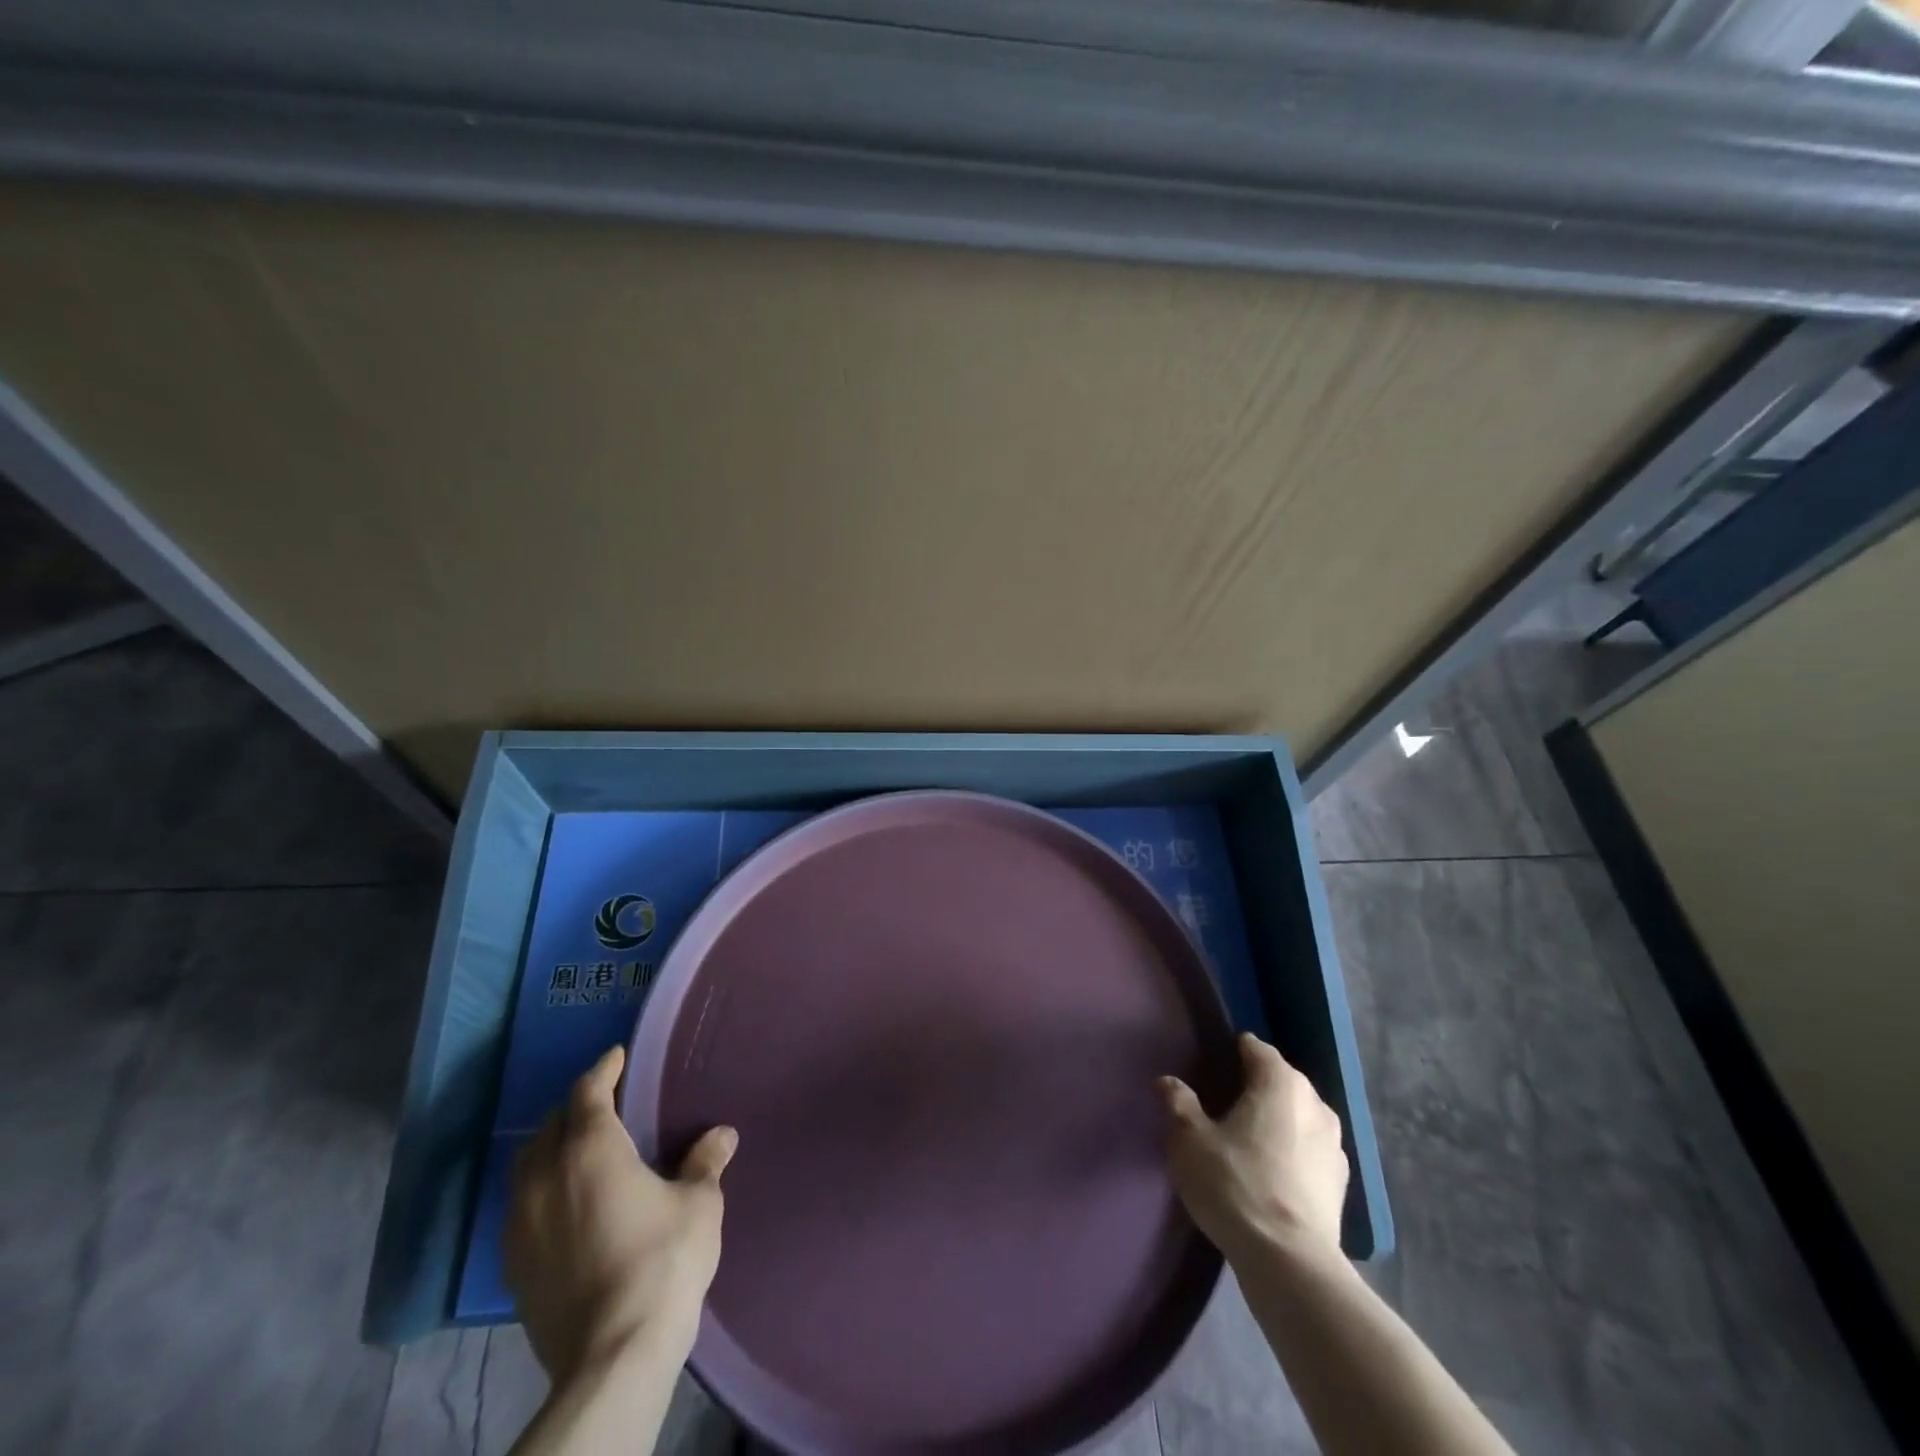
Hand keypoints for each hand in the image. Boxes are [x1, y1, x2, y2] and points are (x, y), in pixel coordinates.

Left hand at [505, 1045, 737, 1383]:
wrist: (612, 1357)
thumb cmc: (661, 1261)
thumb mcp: (698, 1205)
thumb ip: (705, 1163)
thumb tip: (722, 1135)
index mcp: (590, 1151)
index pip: (588, 1092)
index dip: (604, 1069)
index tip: (617, 1057)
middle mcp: (546, 1178)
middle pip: (550, 1125)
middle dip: (576, 1107)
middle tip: (606, 1103)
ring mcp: (521, 1224)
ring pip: (527, 1166)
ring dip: (552, 1147)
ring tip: (581, 1150)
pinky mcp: (513, 1266)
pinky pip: (521, 1206)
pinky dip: (541, 1189)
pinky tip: (566, 1204)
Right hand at [1160, 1032, 1348, 1262]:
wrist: (1289, 1263)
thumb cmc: (1235, 1184)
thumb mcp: (1190, 1140)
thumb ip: (1179, 1103)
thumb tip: (1168, 1081)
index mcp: (1280, 1082)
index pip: (1256, 1049)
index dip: (1234, 1052)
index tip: (1212, 1066)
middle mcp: (1315, 1103)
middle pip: (1281, 1080)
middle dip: (1256, 1086)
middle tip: (1224, 1104)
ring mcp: (1334, 1145)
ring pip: (1299, 1116)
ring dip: (1278, 1121)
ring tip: (1248, 1140)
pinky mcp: (1341, 1184)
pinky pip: (1310, 1150)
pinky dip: (1292, 1152)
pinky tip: (1272, 1173)